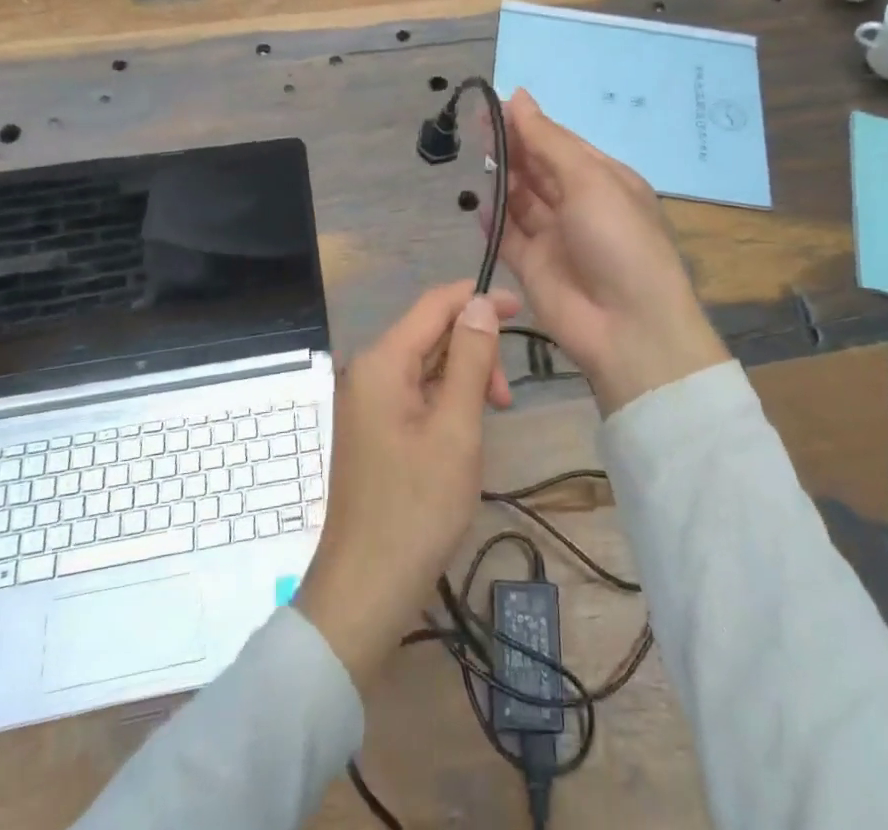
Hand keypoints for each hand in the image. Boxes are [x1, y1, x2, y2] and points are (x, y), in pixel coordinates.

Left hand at [295, 283, 516, 693]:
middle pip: (429, 334)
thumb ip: (470, 359)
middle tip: (506, 398)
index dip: (477, 299)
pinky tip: (465, 431)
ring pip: (425, 365)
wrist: (365, 589)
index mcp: (381, 362)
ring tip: (491, 418)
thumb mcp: (455, 429)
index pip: (433, 305)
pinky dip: (445, 401)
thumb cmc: (416, 508)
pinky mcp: (373, 428)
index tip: (522, 309)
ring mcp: (366, 401)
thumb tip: (480, 302)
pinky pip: (414, 393)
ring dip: (463, 379)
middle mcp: (367, 371)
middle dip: (474, 350)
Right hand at [498, 89, 728, 414]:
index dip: (529, 123)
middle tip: (477, 122)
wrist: (628, 328)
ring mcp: (555, 237)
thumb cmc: (618, 240)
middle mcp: (579, 204)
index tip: (495, 103)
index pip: (560, 143)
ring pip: (521, 199)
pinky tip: (478, 203)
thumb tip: (519, 96)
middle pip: (538, 168)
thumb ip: (547, 141)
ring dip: (501, 178)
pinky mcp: (533, 267)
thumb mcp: (589, 180)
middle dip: (511, 146)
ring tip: (474, 153)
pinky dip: (493, 220)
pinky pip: (508, 236)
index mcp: (603, 179)